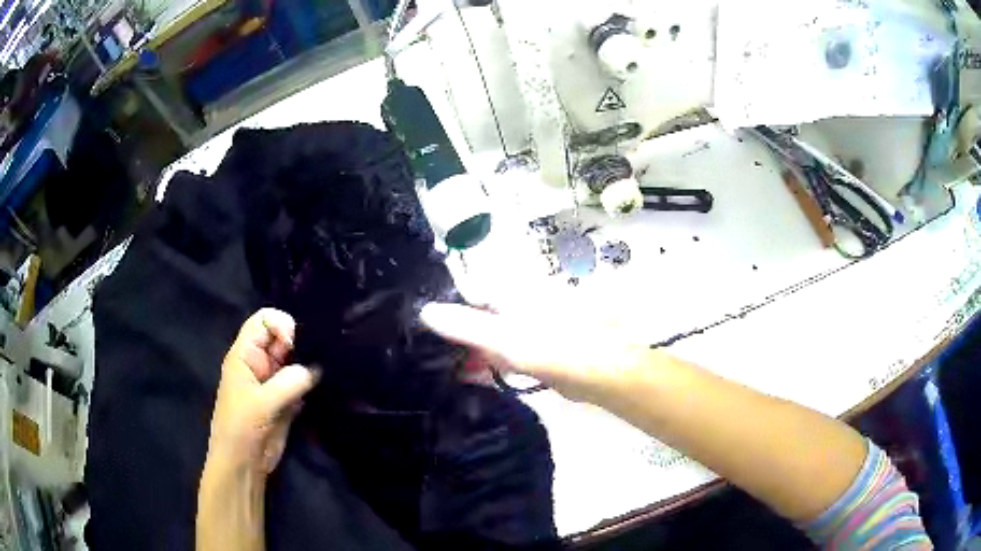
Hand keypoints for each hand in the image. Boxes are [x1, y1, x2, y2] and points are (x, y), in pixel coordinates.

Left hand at [206, 309, 319, 474]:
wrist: (243, 464)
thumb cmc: (242, 428)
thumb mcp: (262, 403)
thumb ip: (289, 382)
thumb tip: (315, 369)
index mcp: (245, 354)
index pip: (263, 320)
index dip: (280, 324)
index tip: (293, 345)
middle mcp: (260, 363)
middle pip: (282, 336)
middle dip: (300, 342)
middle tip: (317, 355)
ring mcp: (273, 381)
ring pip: (294, 359)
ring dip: (308, 362)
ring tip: (324, 369)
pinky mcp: (286, 399)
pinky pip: (301, 381)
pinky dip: (312, 381)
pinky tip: (322, 386)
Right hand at [420, 303, 647, 403]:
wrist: (603, 372)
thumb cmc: (553, 349)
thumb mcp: (503, 337)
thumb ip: (464, 325)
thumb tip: (425, 310)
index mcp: (511, 293)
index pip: (468, 294)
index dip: (447, 313)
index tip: (426, 335)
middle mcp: (520, 304)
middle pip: (479, 316)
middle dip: (459, 336)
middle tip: (435, 359)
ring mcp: (530, 326)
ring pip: (492, 336)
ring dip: (473, 352)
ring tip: (450, 371)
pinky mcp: (539, 349)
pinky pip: (507, 352)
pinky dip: (491, 363)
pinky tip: (476, 377)